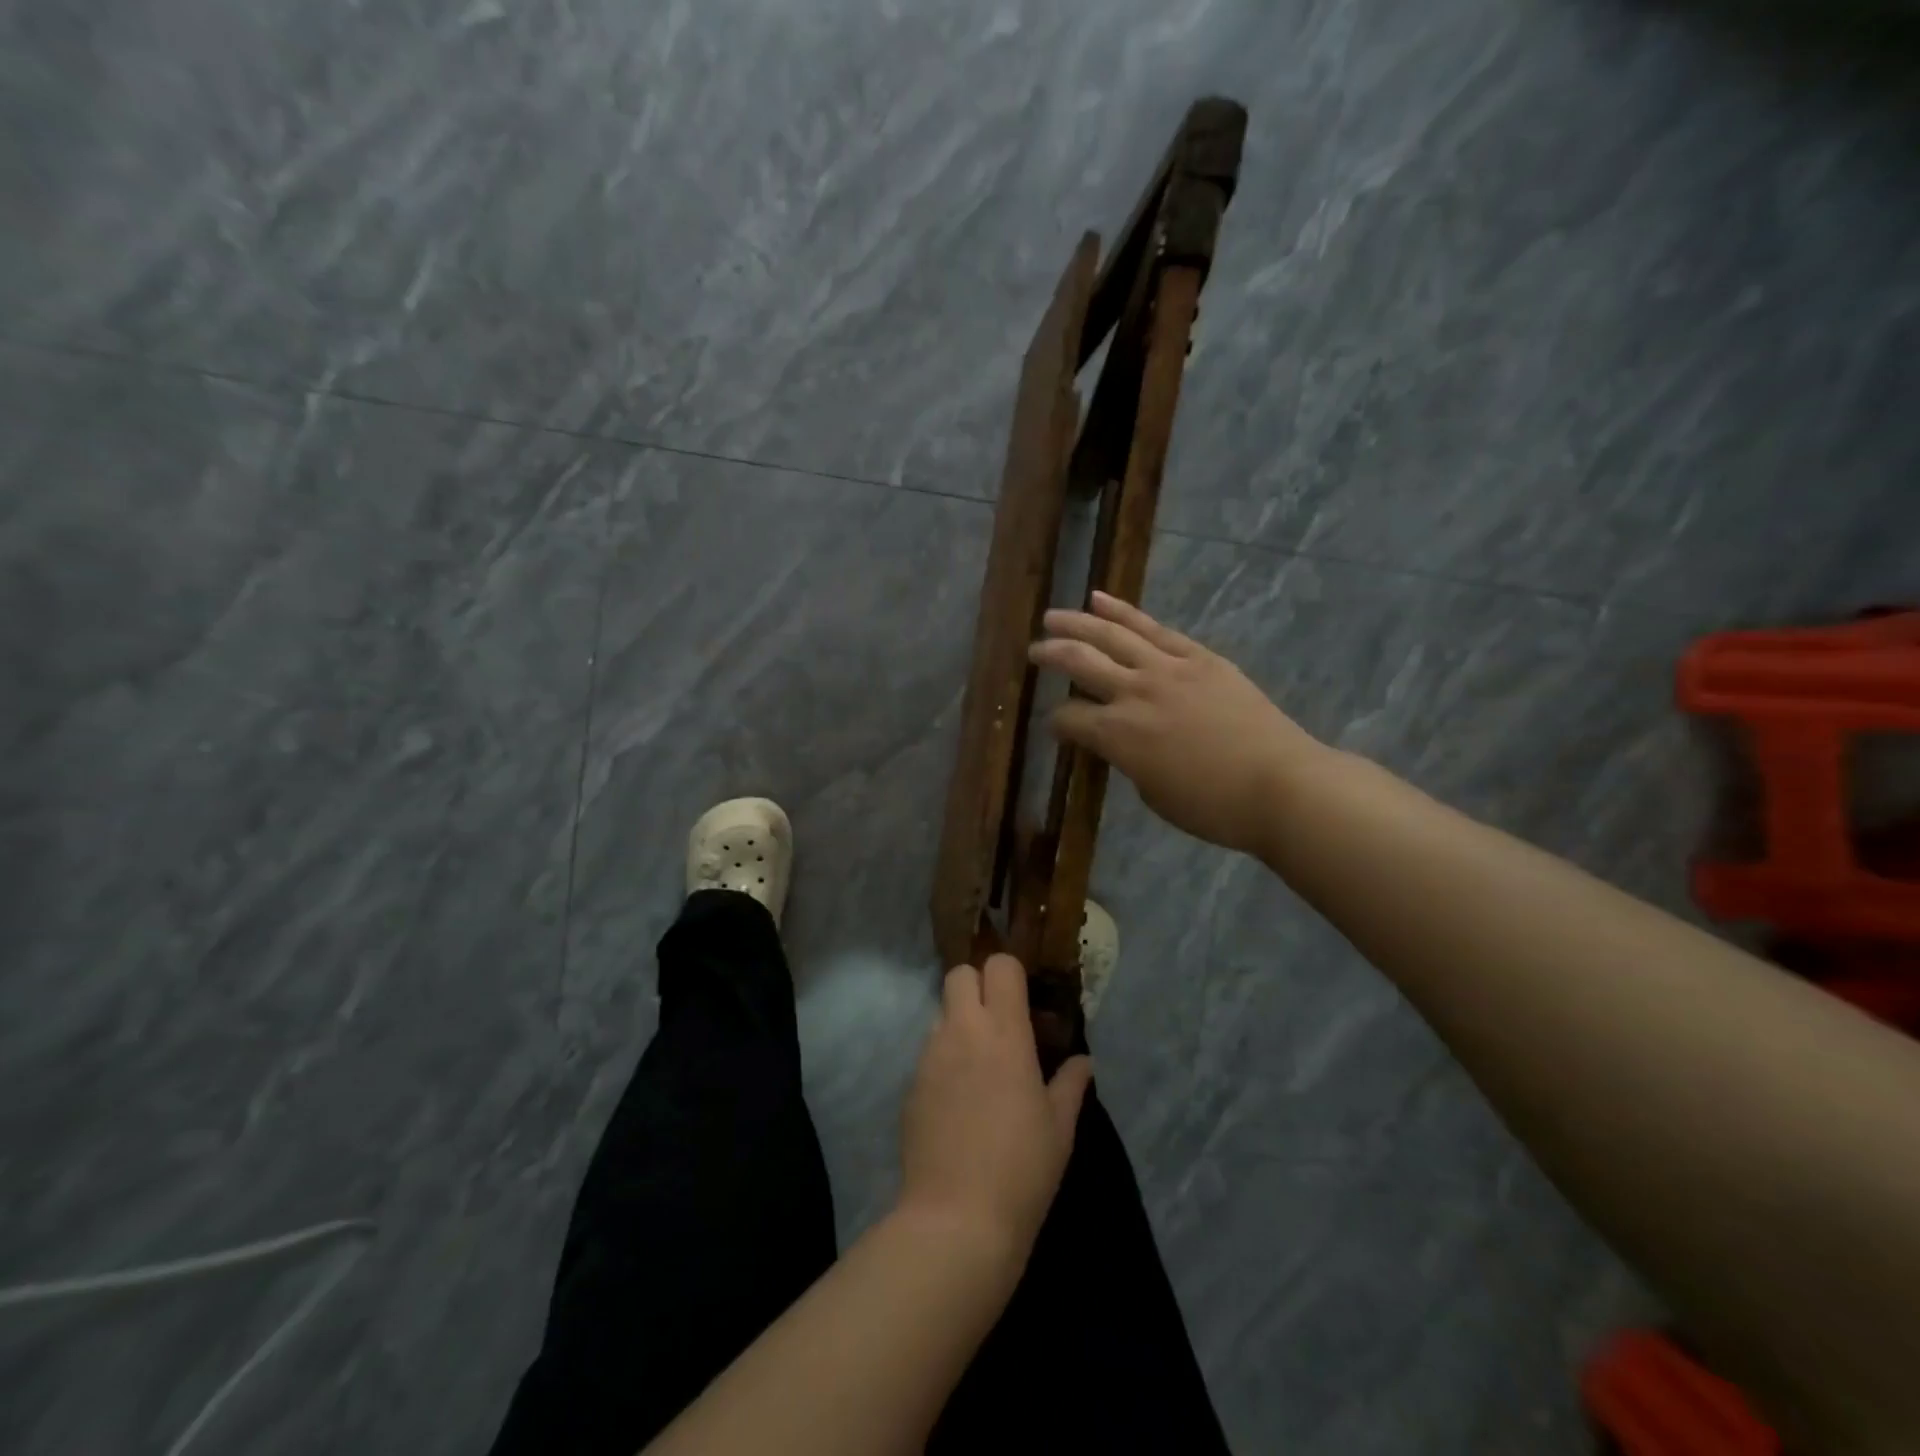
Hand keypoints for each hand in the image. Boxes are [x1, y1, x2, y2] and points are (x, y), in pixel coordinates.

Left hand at [899, 956, 1092, 1260]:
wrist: (956, 1219)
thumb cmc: (1022, 1169)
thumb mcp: (1060, 1127)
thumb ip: (1071, 1084)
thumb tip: (1082, 1061)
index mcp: (1004, 1033)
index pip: (999, 966)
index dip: (1011, 974)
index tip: (1025, 1000)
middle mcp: (962, 1031)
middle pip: (960, 974)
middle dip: (978, 986)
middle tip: (1000, 1022)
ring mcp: (930, 1055)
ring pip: (941, 1012)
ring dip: (960, 1023)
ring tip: (980, 1066)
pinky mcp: (910, 1084)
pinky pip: (928, 1051)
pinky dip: (945, 1058)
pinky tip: (958, 1100)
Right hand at [1028, 591, 1321, 855]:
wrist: (1280, 784)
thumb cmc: (1213, 806)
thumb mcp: (1154, 794)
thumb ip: (1129, 760)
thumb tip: (1122, 740)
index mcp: (1117, 735)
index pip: (1069, 718)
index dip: (1057, 722)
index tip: (1057, 726)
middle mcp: (1133, 693)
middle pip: (1080, 662)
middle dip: (1051, 655)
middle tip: (1033, 651)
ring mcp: (1167, 668)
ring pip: (1111, 635)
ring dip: (1077, 623)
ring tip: (1053, 616)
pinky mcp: (1198, 657)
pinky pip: (1153, 628)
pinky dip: (1123, 611)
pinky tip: (1100, 600)